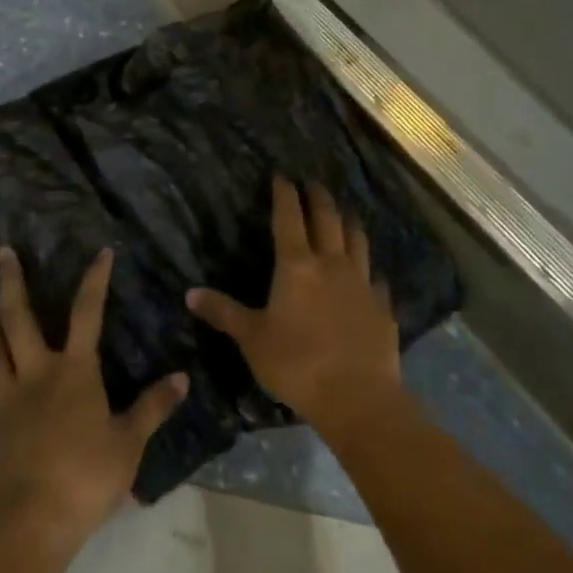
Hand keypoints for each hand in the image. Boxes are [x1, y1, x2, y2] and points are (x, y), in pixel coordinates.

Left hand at [0, 246, 188, 547]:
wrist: (27, 520)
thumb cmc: (85, 476)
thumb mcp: (129, 443)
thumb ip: (153, 408)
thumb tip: (182, 377)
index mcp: (74, 371)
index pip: (87, 312)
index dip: (95, 279)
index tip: (101, 252)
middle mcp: (37, 372)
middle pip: (18, 317)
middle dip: (12, 281)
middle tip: (3, 251)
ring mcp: (9, 396)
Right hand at [187, 178, 404, 438]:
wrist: (358, 397)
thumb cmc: (297, 364)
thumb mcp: (251, 339)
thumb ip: (223, 313)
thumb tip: (190, 293)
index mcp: (297, 266)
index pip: (289, 217)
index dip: (285, 194)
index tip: (282, 175)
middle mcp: (332, 264)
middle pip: (327, 219)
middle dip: (318, 197)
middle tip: (312, 182)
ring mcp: (362, 284)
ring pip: (357, 240)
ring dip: (349, 221)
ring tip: (345, 211)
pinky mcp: (382, 307)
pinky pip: (376, 278)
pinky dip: (369, 268)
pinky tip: (369, 273)